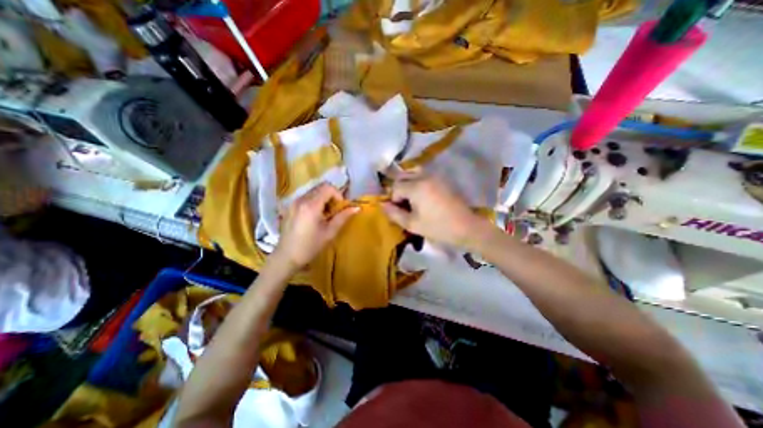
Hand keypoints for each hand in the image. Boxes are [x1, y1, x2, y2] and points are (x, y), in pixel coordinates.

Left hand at [273, 181, 359, 268]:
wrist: (286, 257)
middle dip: (331, 196)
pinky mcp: (289, 207)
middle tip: (335, 210)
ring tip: (325, 214)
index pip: (328, 188)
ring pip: (313, 191)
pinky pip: (305, 197)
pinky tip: (315, 216)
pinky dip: (314, 201)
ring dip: (323, 198)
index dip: (338, 195)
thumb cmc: (310, 246)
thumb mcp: (329, 232)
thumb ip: (343, 217)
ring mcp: (293, 202)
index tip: (341, 207)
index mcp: (311, 206)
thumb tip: (357, 208)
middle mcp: (300, 199)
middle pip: (320, 187)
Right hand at [385, 173, 484, 248]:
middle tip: (403, 204)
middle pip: (403, 176)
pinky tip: (422, 196)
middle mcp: (424, 176)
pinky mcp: (442, 179)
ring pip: (413, 173)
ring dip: (407, 183)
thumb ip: (394, 214)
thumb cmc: (437, 227)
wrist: (466, 227)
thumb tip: (383, 205)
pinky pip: (423, 175)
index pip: (396, 187)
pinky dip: (417, 182)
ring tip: (411, 198)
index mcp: (416, 187)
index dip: (394, 199)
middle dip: (399, 189)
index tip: (400, 210)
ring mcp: (435, 176)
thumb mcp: (412, 224)